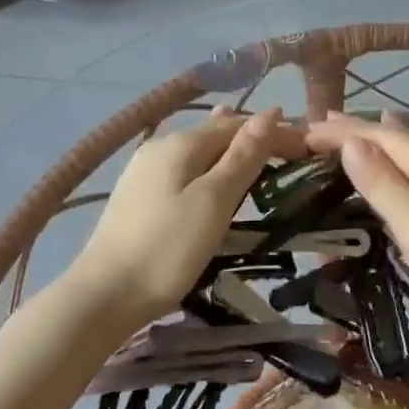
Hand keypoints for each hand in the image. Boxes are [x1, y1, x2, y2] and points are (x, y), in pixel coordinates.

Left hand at [74, 108, 302, 323]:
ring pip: (198, 151)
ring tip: (256, 153)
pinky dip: (208, 167)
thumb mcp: (214, 201)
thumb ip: (243, 157)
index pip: (238, 124)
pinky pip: (183, 169)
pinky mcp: (137, 196)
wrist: (102, 296)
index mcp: (181, 143)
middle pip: (216, 133)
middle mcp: (160, 147)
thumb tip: (271, 112)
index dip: (273, 131)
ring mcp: (143, 171)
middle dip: (252, 138)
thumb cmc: (166, 249)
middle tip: (288, 154)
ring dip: (230, 151)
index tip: (305, 148)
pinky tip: (211, 175)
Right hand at [306, 112, 408, 345]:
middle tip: (316, 129)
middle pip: (394, 138)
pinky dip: (395, 163)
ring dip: (374, 146)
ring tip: (345, 137)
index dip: (341, 131)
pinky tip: (394, 161)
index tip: (304, 131)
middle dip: (355, 132)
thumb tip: (351, 141)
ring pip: (408, 154)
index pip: (378, 134)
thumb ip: (381, 181)